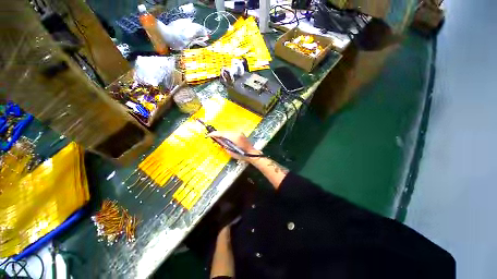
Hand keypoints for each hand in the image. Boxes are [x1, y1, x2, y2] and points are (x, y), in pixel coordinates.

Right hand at [207, 131, 261, 160]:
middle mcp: (236, 132)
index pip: (222, 133)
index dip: (214, 134)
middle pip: (224, 131)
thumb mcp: (230, 151)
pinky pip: (231, 132)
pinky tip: (224, 138)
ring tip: (217, 138)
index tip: (208, 135)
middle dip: (217, 133)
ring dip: (222, 134)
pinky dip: (226, 134)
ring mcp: (239, 132)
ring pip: (227, 131)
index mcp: (234, 137)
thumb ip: (223, 144)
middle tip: (211, 136)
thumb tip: (217, 139)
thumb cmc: (241, 154)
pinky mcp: (240, 133)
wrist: (251, 153)